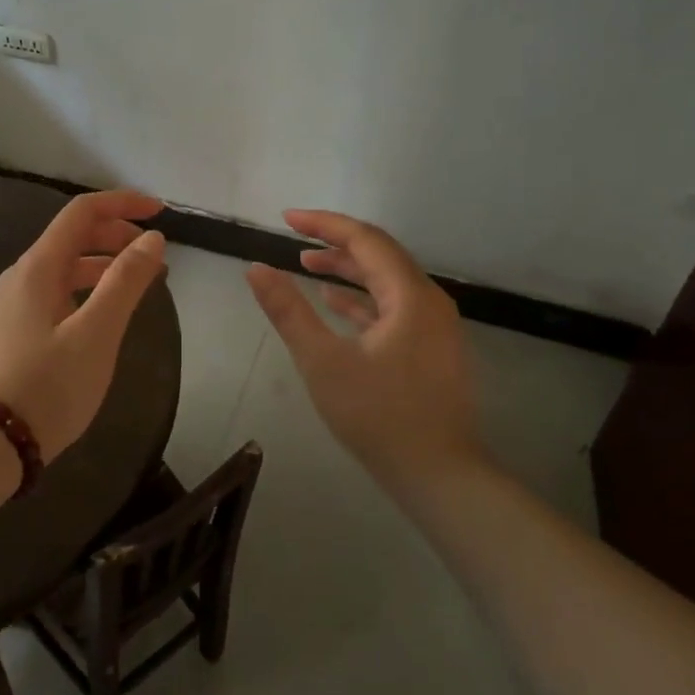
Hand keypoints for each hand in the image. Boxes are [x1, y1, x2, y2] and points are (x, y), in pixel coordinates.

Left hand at [0, 189, 166, 459]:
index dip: (123, 204)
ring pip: (65, 267)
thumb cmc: (49, 385)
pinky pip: (56, 292)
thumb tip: (152, 238)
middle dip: (116, 235)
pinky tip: (103, 314)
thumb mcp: (97, 333)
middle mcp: (21, 277)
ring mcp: (13, 305)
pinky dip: (87, 289)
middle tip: (154, 255)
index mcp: (38, 267)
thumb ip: (125, 281)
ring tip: (138, 283)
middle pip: (72, 236)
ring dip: (104, 264)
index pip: (82, 212)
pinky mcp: (14, 331)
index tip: (161, 213)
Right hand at [245, 210, 481, 487]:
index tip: (286, 218)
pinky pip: (394, 308)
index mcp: (410, 296)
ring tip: (307, 264)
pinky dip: (363, 299)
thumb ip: (289, 311)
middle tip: (294, 238)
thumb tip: (256, 268)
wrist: (438, 475)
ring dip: (348, 270)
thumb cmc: (379, 416)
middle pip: (381, 255)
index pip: (365, 240)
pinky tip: (334, 302)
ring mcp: (434, 327)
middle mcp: (429, 301)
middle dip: (336, 242)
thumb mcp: (323, 362)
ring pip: (387, 282)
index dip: (324, 224)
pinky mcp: (431, 349)